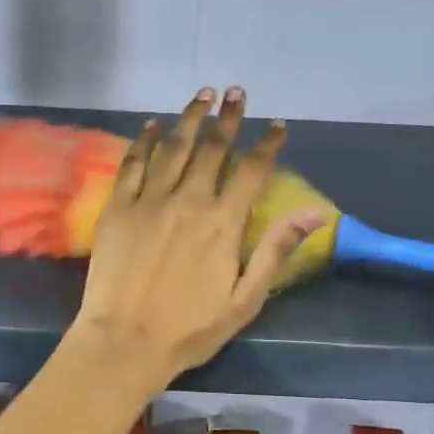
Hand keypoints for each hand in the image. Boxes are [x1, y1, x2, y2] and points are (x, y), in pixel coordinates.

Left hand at [71, 87, 327, 387]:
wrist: (124, 341)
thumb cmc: (189, 328)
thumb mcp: (245, 299)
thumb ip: (276, 251)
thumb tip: (315, 213)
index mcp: (223, 223)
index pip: (252, 171)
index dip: (267, 144)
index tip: (278, 124)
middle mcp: (188, 201)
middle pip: (212, 149)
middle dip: (228, 118)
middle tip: (236, 92)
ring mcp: (149, 201)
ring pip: (173, 147)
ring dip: (190, 118)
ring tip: (203, 94)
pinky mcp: (118, 208)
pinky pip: (133, 164)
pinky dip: (145, 140)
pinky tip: (153, 124)